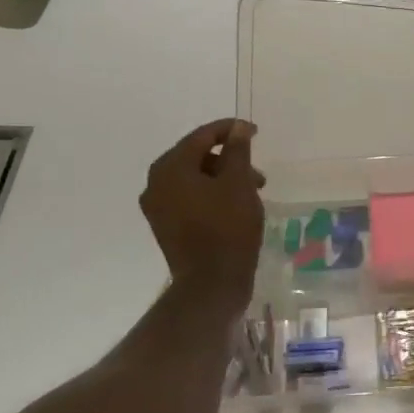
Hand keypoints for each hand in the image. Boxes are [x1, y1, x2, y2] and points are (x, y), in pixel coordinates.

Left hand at [140, 119, 264, 300]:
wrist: (211, 284)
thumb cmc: (228, 228)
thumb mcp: (238, 183)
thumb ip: (238, 150)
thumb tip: (238, 128)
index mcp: (170, 167)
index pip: (202, 136)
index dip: (231, 130)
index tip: (255, 131)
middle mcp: (156, 183)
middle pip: (196, 157)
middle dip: (229, 160)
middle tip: (257, 173)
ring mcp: (158, 207)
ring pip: (194, 179)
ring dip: (223, 179)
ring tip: (252, 194)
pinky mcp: (166, 226)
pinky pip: (189, 199)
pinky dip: (211, 195)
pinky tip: (235, 207)